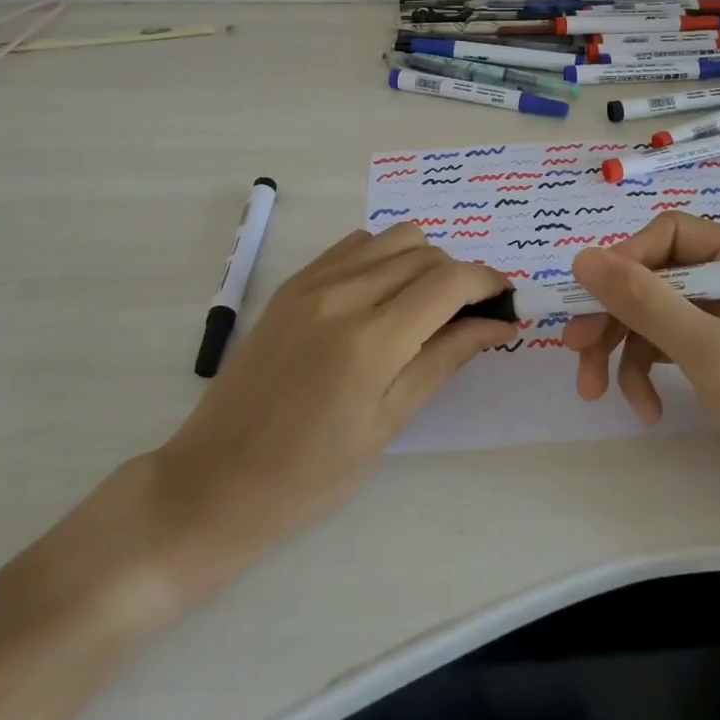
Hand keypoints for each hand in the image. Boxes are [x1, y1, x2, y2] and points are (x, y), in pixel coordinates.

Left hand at [103, 225, 512, 609]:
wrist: (213, 481)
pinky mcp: (292, 283)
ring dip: (422, 262)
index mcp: (371, 341)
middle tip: (467, 317)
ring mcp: (312, 283)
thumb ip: (444, 359)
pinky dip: (383, 258)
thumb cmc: (309, 476)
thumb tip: (497, 323)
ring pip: (393, 238)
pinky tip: (382, 298)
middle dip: (459, 276)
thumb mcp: (388, 424)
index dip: (488, 281)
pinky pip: (355, 245)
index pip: (450, 280)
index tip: (506, 301)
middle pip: (426, 252)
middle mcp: (343, 295)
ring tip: (424, 307)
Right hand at [565, 213, 719, 523]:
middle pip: (656, 276)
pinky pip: (668, 343)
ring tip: (596, 392)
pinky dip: (648, 371)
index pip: (670, 234)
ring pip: (654, 312)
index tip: (588, 301)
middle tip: (576, 351)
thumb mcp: (709, 352)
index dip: (624, 262)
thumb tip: (580, 258)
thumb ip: (644, 301)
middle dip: (615, 316)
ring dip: (624, 350)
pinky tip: (645, 409)